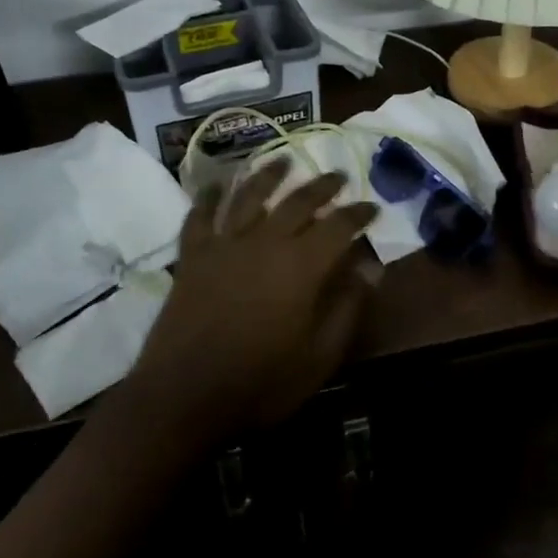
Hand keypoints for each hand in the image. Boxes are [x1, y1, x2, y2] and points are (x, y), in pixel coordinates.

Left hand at [129, 159, 378, 445]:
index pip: (339, 226)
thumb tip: (370, 269)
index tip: (372, 207)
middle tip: (338, 177)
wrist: (184, 397)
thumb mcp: (319, 357)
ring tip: (284, 160)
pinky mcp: (193, 256)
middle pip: (299, 202)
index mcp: (302, 266)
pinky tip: (216, 184)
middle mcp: (265, 242)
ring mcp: (225, 245)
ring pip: (250, 196)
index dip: (359, 214)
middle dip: (322, 186)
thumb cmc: (261, 383)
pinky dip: (208, 197)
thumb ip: (347, 308)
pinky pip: (200, 216)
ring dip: (269, 175)